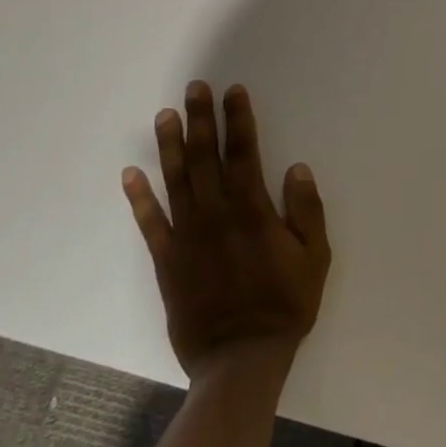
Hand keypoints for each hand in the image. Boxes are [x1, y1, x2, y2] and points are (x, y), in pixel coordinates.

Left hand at [122, 81, 330, 378]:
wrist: (240, 358)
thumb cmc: (285, 305)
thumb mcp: (315, 258)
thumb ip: (307, 211)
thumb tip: (297, 168)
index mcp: (253, 211)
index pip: (244, 153)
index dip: (239, 120)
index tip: (234, 92)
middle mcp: (216, 214)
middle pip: (207, 157)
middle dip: (202, 119)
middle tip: (195, 88)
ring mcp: (187, 236)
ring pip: (176, 180)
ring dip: (171, 146)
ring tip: (165, 116)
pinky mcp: (166, 260)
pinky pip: (149, 223)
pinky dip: (139, 197)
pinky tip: (130, 173)